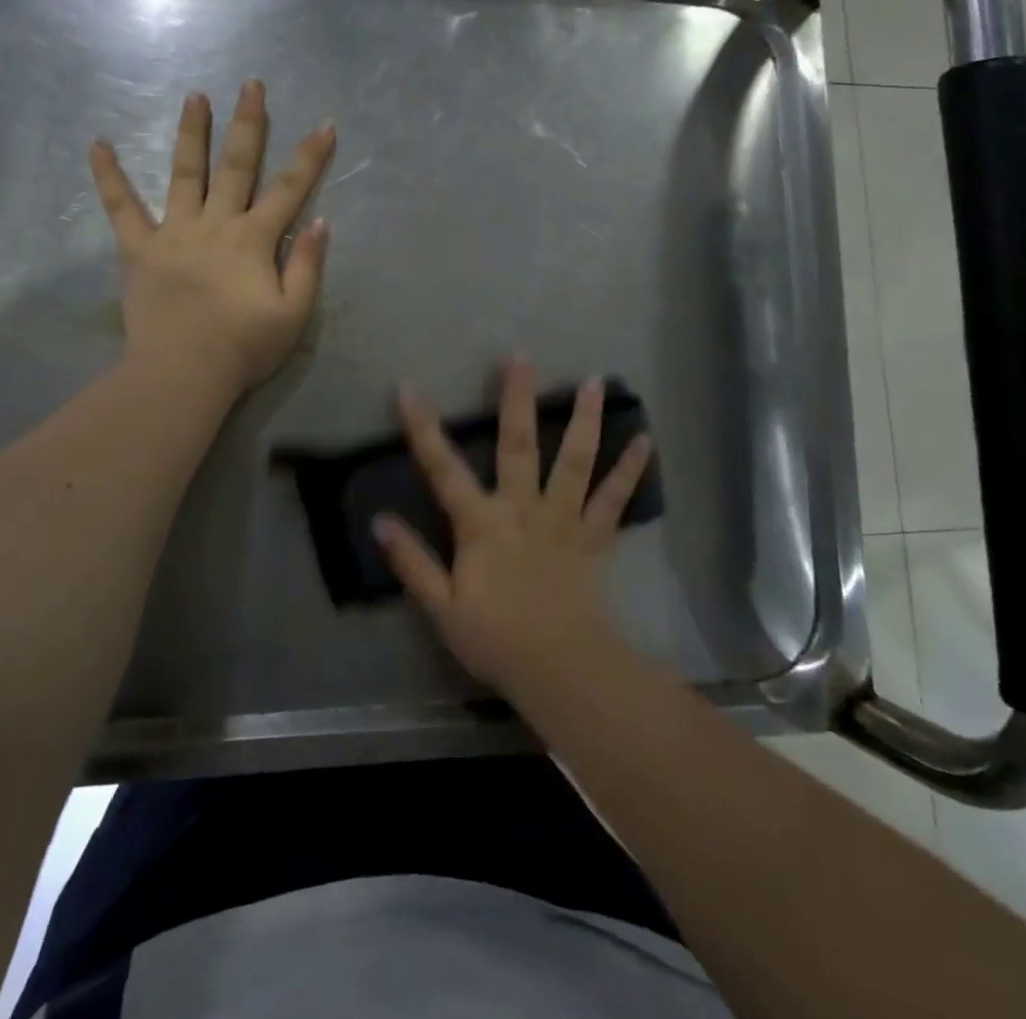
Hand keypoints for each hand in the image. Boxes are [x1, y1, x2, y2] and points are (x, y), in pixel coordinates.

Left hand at [90, 80, 334, 398]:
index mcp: (254, 240)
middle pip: (235, 165)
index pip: (289, 189)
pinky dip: (108, 177)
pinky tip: (97, 144)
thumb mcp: (293, 314)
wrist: (183, 373)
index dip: (310, 157)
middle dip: (248, 123)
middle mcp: (216, 224)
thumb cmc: (243, 348)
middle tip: (251, 84)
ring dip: (191, 133)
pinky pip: (121, 208)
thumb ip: (307, 266)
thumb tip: (318, 222)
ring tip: (194, 96)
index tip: (325, 125)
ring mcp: (174, 233)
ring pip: (184, 173)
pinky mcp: (140, 250)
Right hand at [375, 357, 653, 696]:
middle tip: (521, 356)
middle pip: (519, 445)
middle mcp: (523, 508)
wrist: (562, 670)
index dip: (423, 428)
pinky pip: (614, 499)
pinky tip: (646, 441)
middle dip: (516, 399)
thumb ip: (412, 561)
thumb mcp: (442, 607)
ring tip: (594, 382)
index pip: (443, 468)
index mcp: (481, 524)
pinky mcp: (594, 537)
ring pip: (575, 461)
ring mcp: (564, 519)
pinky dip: (630, 470)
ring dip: (585, 420)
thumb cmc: (496, 640)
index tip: (409, 387)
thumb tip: (380, 521)